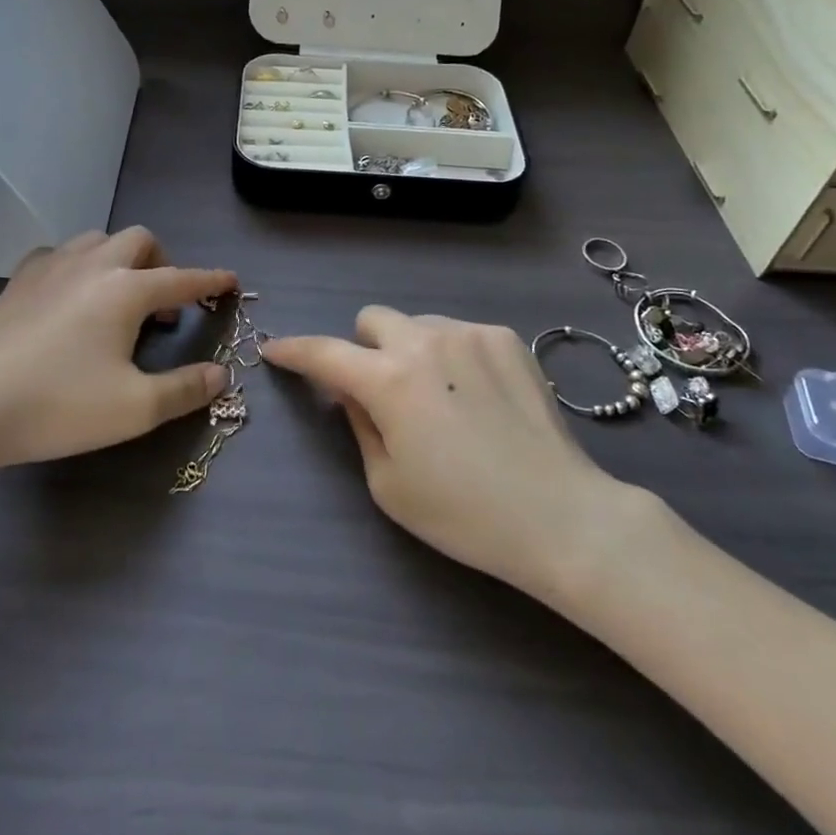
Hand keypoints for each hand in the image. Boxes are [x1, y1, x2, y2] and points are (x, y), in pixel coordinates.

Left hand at [0, 228, 237, 476]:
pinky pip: (58, 254)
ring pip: (98, 240)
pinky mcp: (20, 278)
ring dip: (119, 259)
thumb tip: (221, 374)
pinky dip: (76, 266)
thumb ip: (185, 389)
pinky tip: (69, 295)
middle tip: (161, 304)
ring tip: (117, 297)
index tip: (230, 281)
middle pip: (139, 241)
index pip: (183, 278)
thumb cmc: (60, 406)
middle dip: (161, 263)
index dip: (211, 281)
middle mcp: (94, 265)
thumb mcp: (134, 408)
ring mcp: (52, 266)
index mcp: (126, 290)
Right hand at [265, 309, 645, 601]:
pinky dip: (453, 356)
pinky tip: (478, 397)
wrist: (559, 515)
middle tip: (381, 390)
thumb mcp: (388, 484)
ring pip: (418, 325)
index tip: (276, 349)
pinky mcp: (505, 337)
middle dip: (364, 349)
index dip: (294, 350)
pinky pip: (459, 333)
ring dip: (411, 350)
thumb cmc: (463, 513)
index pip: (324, 352)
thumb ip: (359, 424)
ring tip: (440, 398)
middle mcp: (424, 341)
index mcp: (388, 380)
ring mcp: (469, 333)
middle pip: (372, 320)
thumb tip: (350, 391)